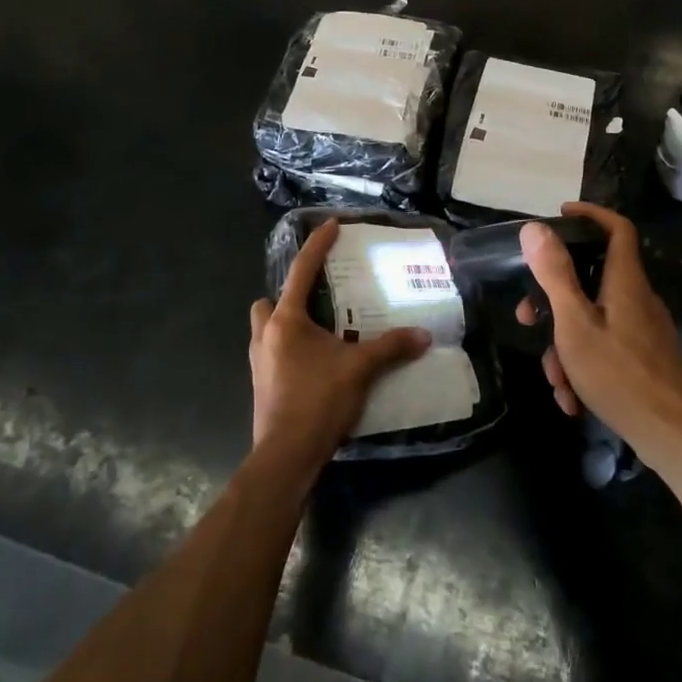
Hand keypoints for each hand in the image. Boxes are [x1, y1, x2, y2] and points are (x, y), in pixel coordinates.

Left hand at [249, 220, 429, 469]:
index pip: (301, 271)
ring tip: (318, 334)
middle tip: (316, 302)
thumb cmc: (318, 400)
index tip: (330, 225)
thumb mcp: (360, 369)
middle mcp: (265, 336)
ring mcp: (258, 363)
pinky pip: (272, 355)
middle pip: (267, 302)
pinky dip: (289, 352)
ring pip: (266, 330)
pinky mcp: (261, 387)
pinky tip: (314, 365)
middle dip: (285, 297)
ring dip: (285, 326)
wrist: (286, 456)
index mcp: (286, 321)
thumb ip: (391, 347)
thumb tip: (423, 335)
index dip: (317, 245)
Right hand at [519, 203, 681, 472]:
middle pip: (592, 280)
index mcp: (625, 282)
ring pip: (593, 322)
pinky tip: (574, 400)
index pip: (616, 228)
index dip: (590, 214)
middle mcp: (637, 300)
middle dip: (554, 300)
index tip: (560, 216)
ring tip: (556, 382)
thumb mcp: (576, 324)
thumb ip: (555, 275)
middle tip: (526, 317)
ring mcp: (644, 331)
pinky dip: (585, 366)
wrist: (680, 439)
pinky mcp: (646, 360)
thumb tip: (534, 228)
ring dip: (566, 346)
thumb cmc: (622, 376)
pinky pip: (607, 348)